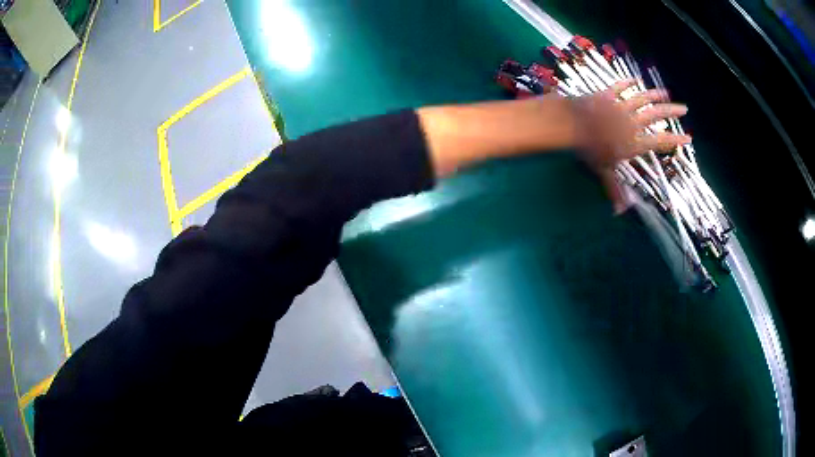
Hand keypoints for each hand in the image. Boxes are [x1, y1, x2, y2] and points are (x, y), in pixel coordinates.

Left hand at [572, 80, 690, 211]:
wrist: (572, 123)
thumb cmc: (589, 150)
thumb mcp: (603, 172)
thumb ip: (614, 189)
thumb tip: (620, 213)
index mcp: (634, 142)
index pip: (660, 142)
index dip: (675, 140)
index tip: (689, 138)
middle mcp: (631, 123)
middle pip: (655, 115)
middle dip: (671, 112)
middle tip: (684, 108)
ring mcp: (619, 106)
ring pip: (642, 99)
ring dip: (655, 95)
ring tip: (666, 93)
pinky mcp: (607, 95)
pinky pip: (619, 86)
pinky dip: (627, 82)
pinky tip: (635, 78)